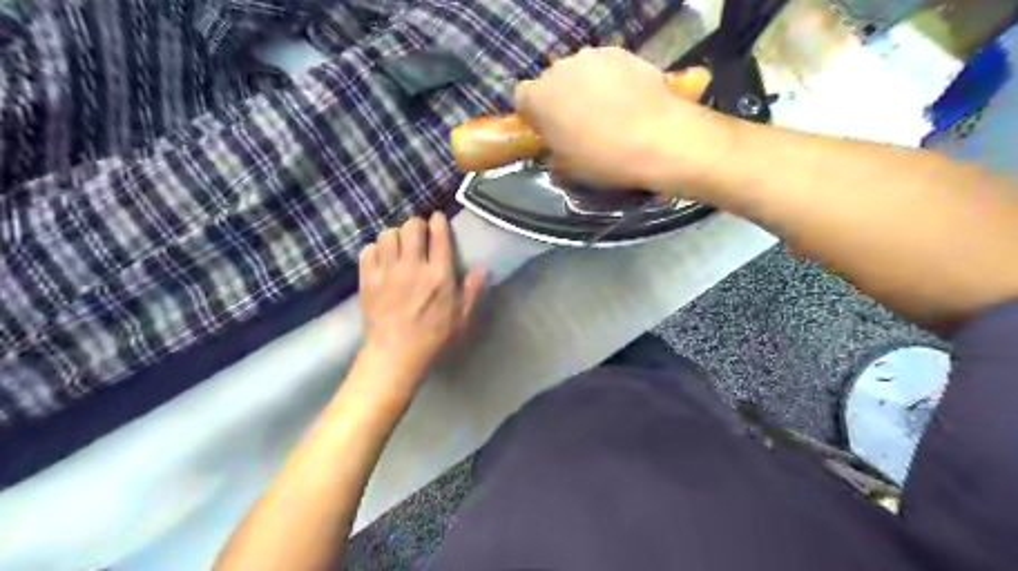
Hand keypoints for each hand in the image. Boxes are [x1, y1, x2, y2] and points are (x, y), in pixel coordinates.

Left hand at [355, 214, 487, 391]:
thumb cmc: (434, 337)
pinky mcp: (368, 279)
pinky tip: (382, 258)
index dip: (438, 221)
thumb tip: (481, 268)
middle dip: (416, 224)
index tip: (437, 218)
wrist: (396, 354)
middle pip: (411, 227)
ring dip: (395, 235)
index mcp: (439, 273)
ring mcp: (387, 271)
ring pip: (388, 234)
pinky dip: (375, 249)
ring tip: (399, 245)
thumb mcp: (462, 317)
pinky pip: (368, 250)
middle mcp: (412, 265)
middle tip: (419, 233)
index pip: (438, 235)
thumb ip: (473, 290)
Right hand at [518, 46, 723, 193]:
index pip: (523, 98)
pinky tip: (627, 102)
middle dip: (561, 100)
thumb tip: (557, 153)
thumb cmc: (603, 159)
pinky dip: (611, 81)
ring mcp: (591, 57)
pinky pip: (606, 67)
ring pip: (579, 72)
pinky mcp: (621, 52)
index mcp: (538, 99)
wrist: (656, 139)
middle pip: (552, 81)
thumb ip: (554, 156)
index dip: (535, 115)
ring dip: (586, 88)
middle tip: (579, 124)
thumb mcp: (568, 170)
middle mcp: (559, 70)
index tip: (549, 131)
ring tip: (607, 113)